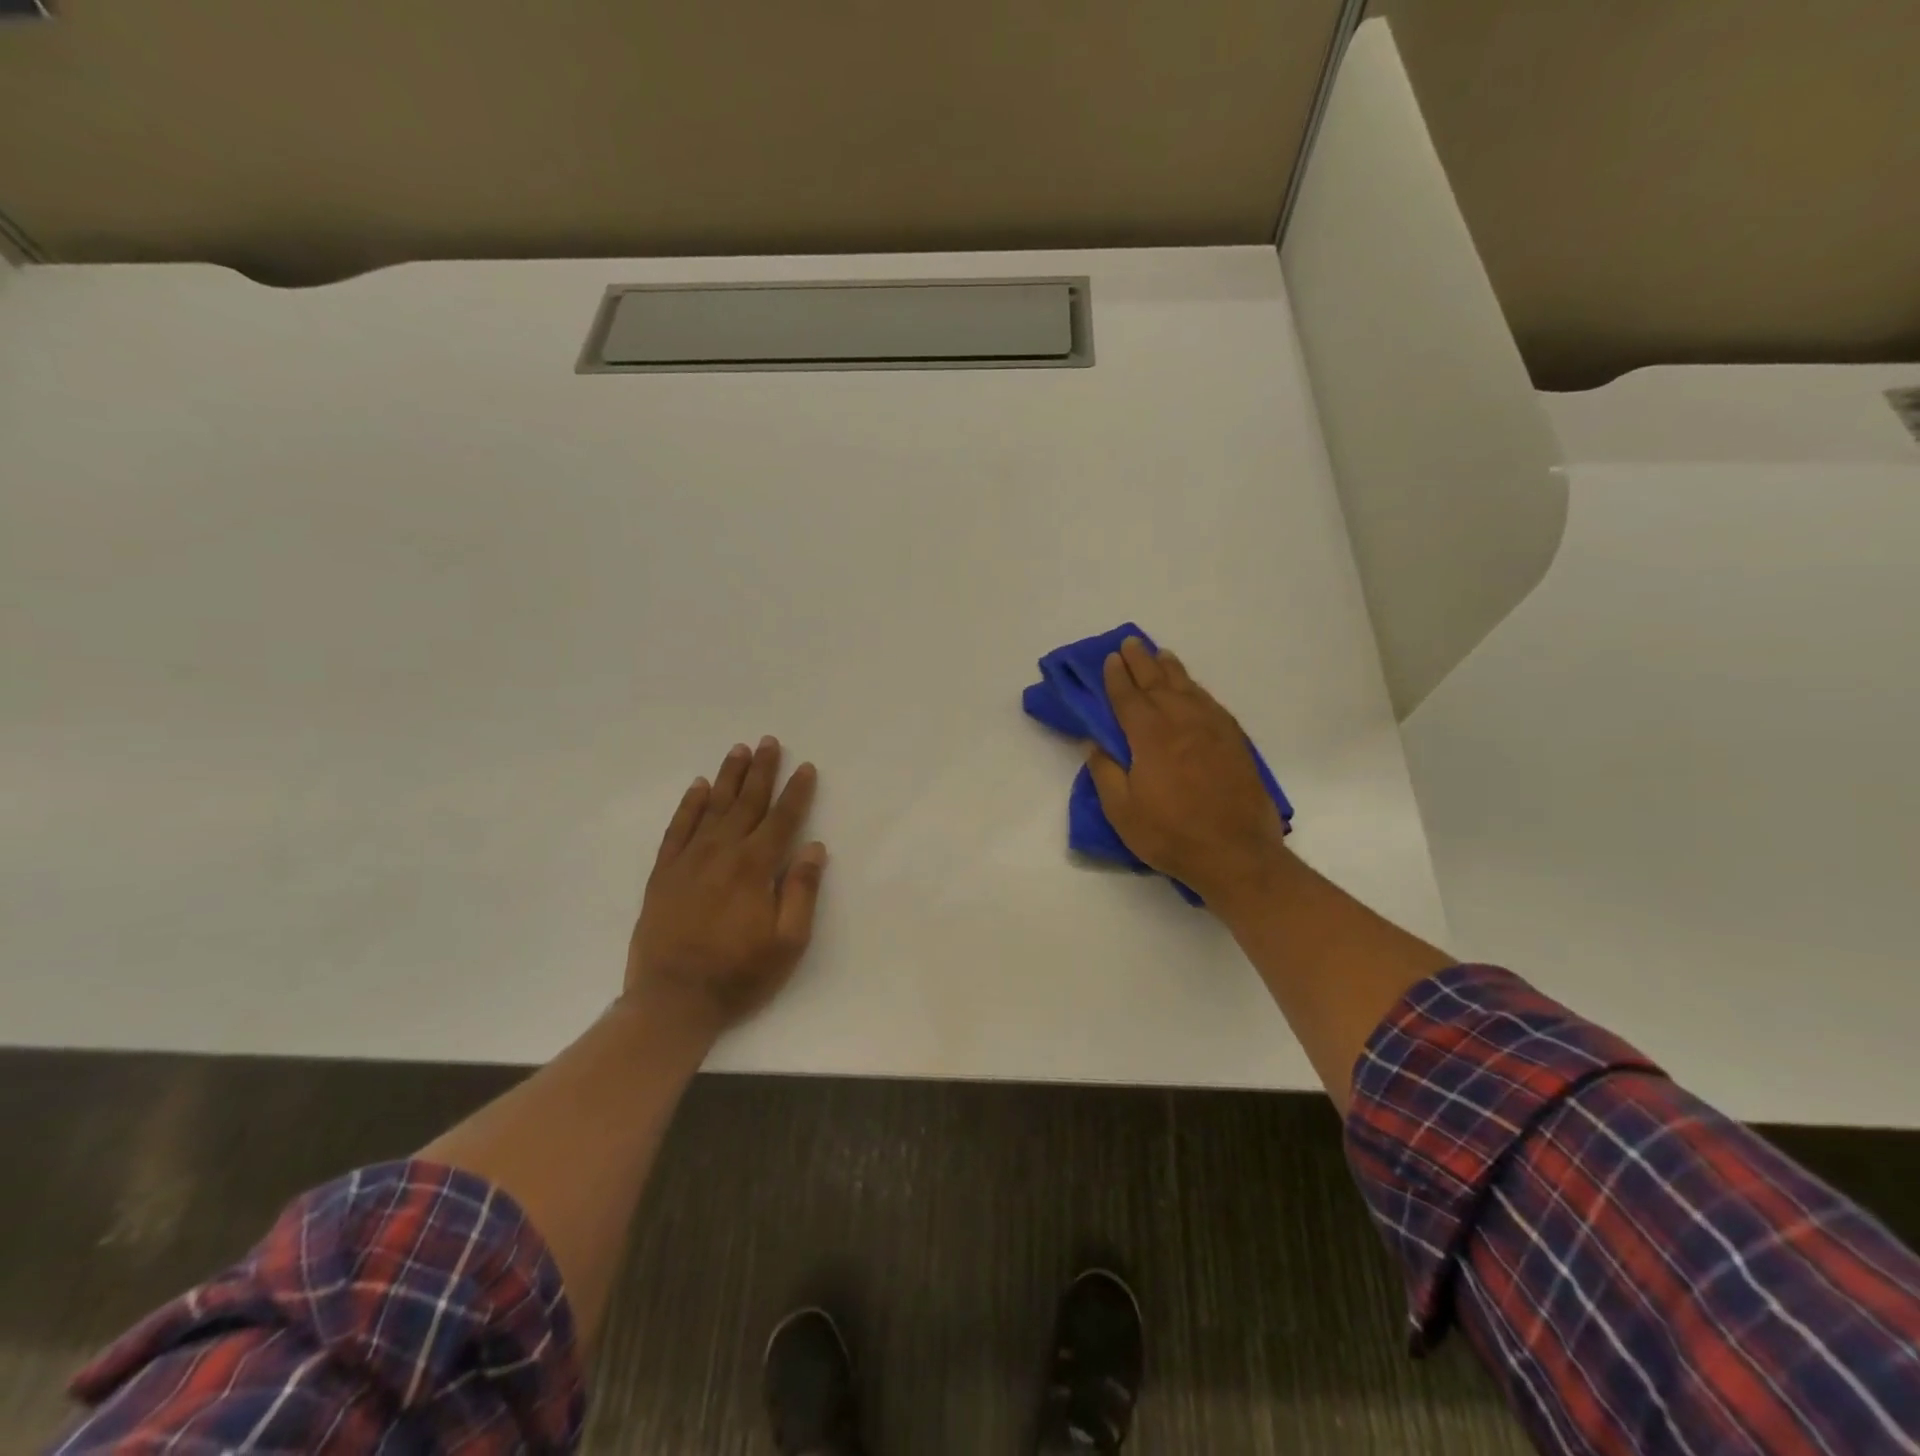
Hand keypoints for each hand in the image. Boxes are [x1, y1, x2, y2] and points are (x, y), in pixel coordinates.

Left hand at [625, 736, 827, 1042]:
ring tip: (740, 750)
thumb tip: (813, 847)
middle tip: (770, 742)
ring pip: (713, 807)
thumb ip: (801, 890)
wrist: (672, 999)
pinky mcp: (664, 873)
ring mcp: (689, 860)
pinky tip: (699, 787)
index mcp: (755, 867)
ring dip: (729, 777)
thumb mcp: (788, 942)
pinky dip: (689, 805)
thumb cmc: (739, 973)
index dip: (796, 792)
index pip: (782, 819)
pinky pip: (678, 828)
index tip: (806, 767)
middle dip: (762, 771)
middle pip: (747, 803)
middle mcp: (722, 853)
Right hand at [1085, 637, 1292, 914]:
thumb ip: (1105, 772)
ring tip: (1160, 655)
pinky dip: (1197, 690)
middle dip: (1141, 662)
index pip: (1128, 697)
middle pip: (1158, 683)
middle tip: (1131, 643)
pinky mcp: (1235, 741)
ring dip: (1171, 669)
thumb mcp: (1122, 811)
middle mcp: (1182, 722)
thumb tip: (1094, 743)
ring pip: (1188, 688)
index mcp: (1150, 736)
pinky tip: (1193, 689)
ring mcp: (1213, 729)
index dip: (1117, 677)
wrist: (1236, 853)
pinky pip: (1211, 703)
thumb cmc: (1170, 834)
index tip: (1110, 659)